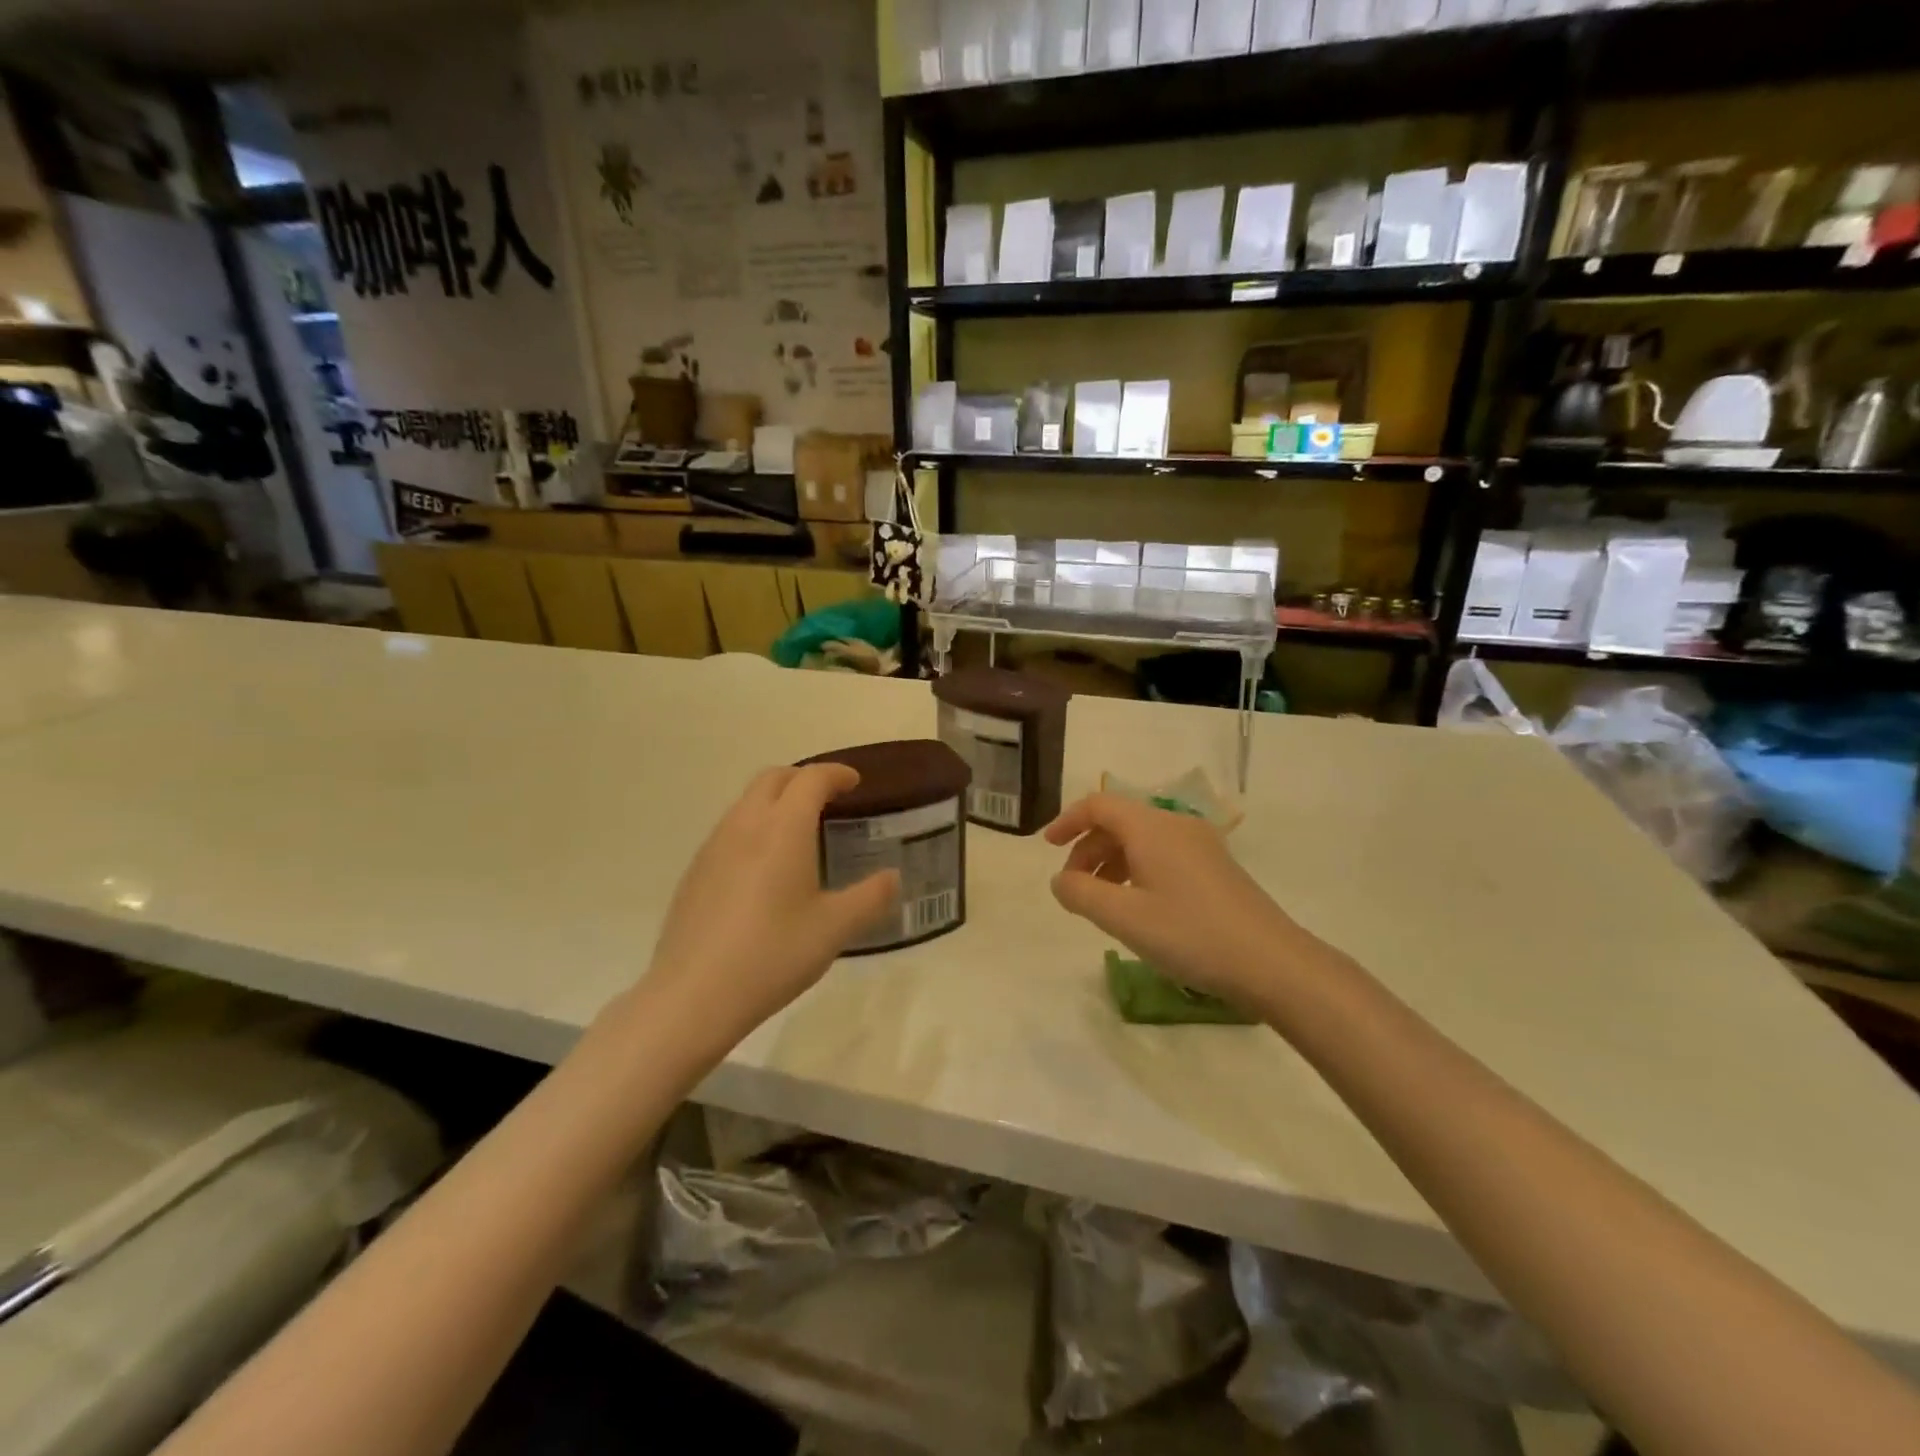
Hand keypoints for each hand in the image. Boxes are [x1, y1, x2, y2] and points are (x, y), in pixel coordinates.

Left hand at [641, 765, 898, 1054]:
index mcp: (783, 828)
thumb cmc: (773, 955)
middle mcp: (745, 825)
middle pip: (773, 778)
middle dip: (803, 778)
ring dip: (775, 801)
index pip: (811, 779)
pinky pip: (729, 830)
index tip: (854, 783)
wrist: (693, 995)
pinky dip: (754, 827)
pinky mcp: (695, 872)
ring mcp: (713, 847)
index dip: (836, 774)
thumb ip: (871, 897)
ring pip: (746, 802)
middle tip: (828, 800)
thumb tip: (892, 877)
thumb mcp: (835, 929)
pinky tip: (764, 868)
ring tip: (799, 832)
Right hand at [1045, 793, 1313, 1006]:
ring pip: (1141, 841)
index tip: (1047, 847)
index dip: (1068, 821)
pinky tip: (1138, 908)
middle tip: (1073, 888)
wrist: (1272, 963)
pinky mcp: (1215, 869)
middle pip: (1119, 822)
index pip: (1099, 805)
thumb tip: (1060, 879)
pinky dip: (1137, 872)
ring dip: (1112, 863)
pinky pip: (1163, 856)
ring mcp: (1200, 846)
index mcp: (1151, 828)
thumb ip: (1080, 893)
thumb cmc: (1191, 934)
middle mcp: (1176, 826)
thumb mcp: (1123, 918)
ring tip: (1101, 903)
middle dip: (1088, 849)